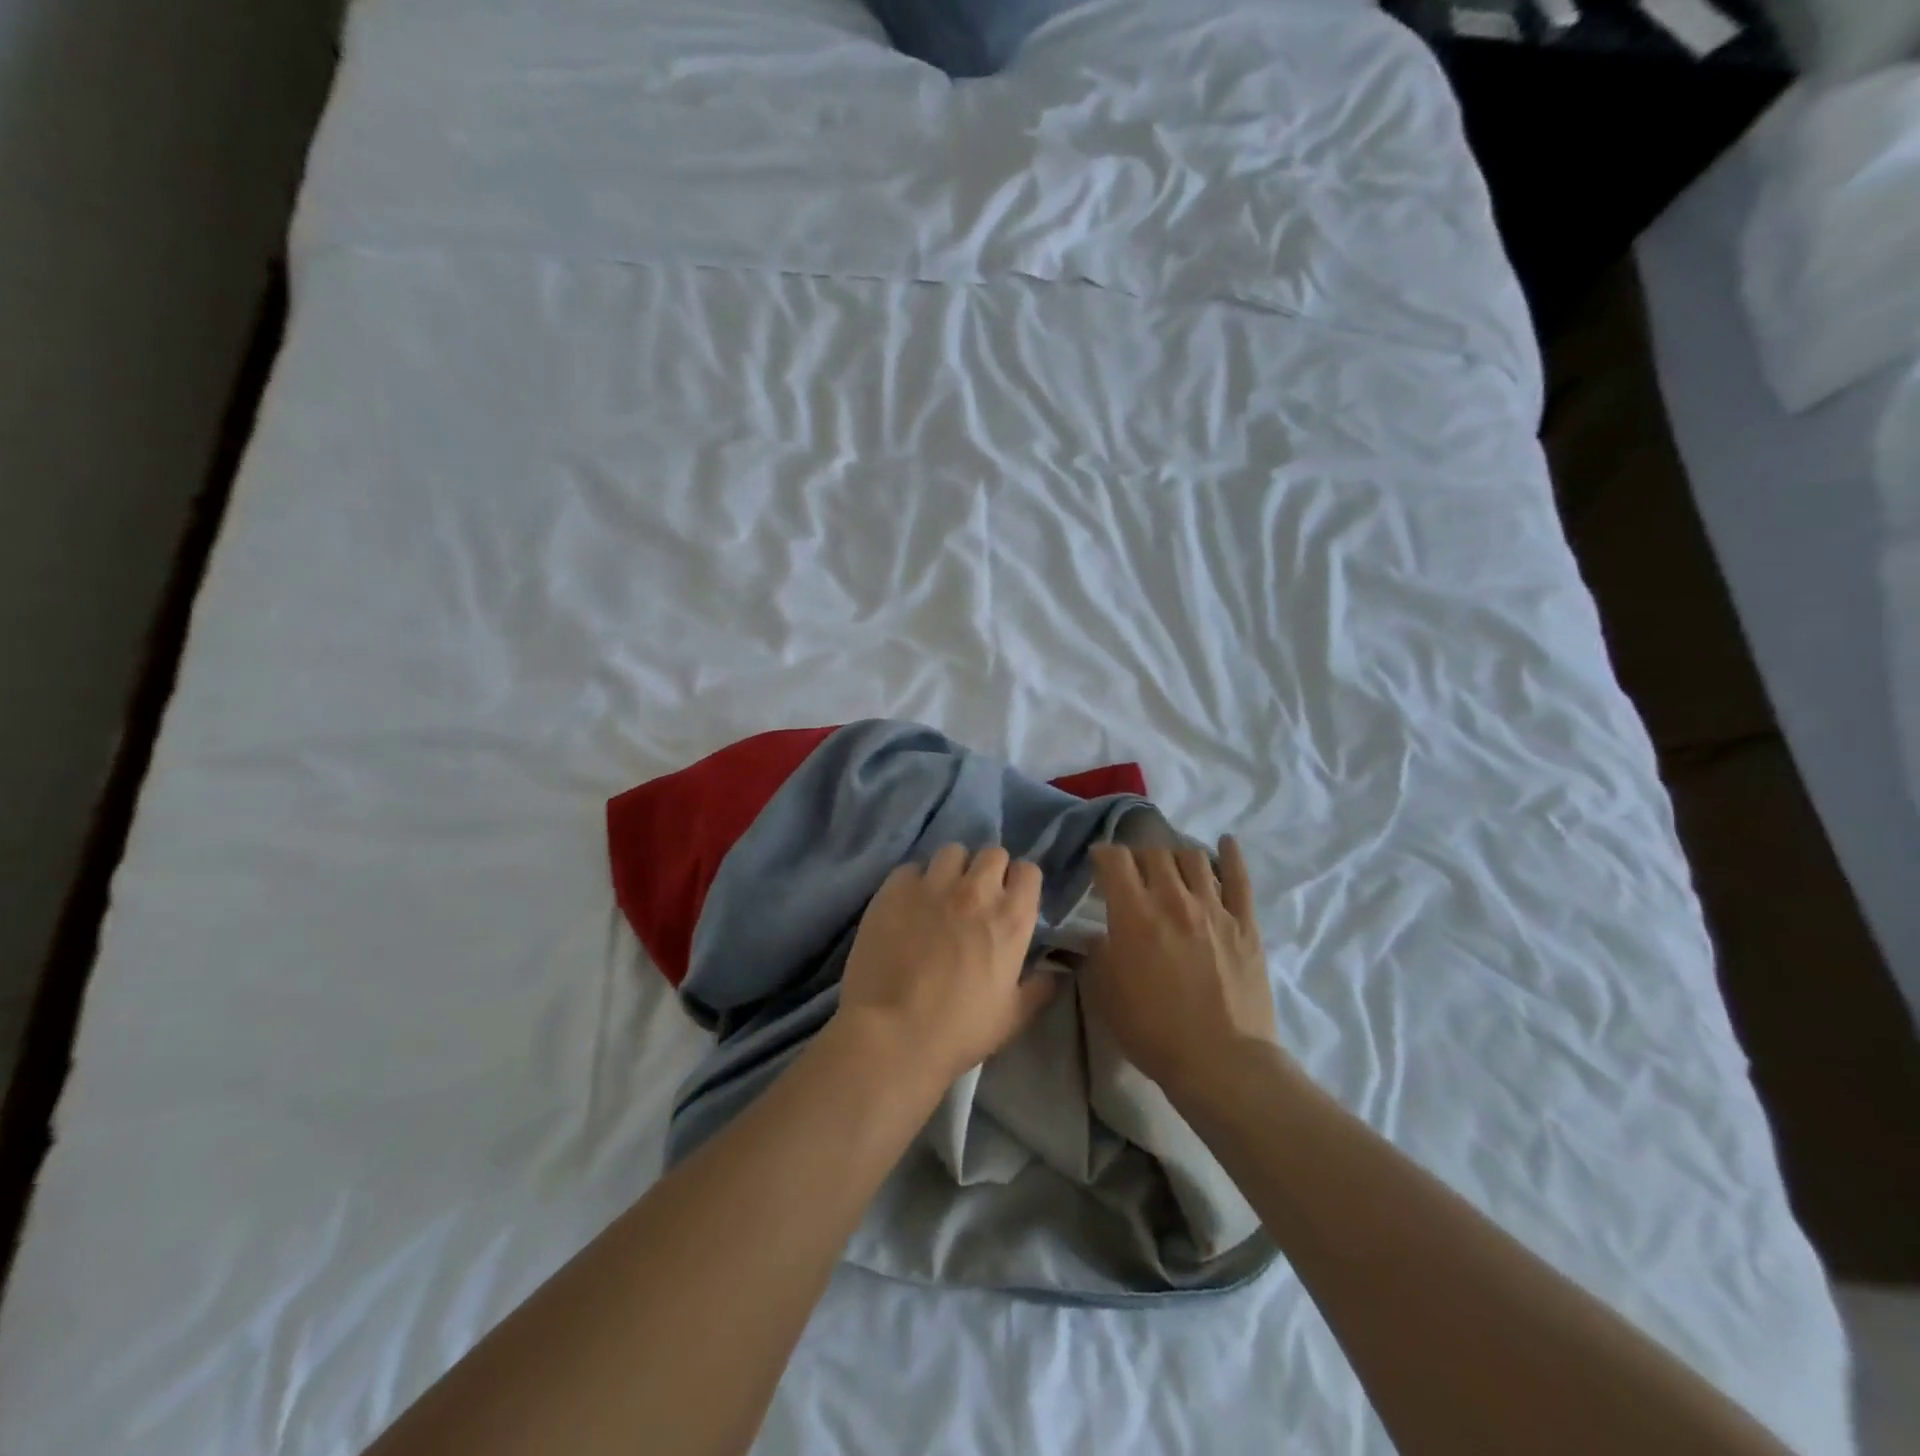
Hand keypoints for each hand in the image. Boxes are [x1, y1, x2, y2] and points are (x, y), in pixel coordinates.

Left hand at [836, 844, 1055, 1088]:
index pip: (1028, 871)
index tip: (1011, 899)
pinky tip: (908, 905)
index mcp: (1011, 919)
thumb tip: (1055, 972)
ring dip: (953, 869)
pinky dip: (914, 881)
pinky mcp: (895, 889)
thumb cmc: (960, 1030)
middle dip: (989, 870)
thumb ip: (1039, 988)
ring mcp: (933, 885)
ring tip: (941, 894)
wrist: (893, 1034)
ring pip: (952, 852)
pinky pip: (911, 868)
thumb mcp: (1013, 1017)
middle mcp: (976, 891)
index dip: (1020, 882)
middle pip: (992, 853)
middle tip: (977, 898)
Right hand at [1082, 836, 1278, 1100]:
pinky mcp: (1245, 924)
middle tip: (1133, 873)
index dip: (1102, 855)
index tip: (1098, 865)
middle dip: (1137, 856)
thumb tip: (1096, 935)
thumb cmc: (1153, 1031)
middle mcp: (1173, 899)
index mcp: (1134, 913)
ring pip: (1193, 858)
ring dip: (1175, 856)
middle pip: (1153, 852)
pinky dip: (1231, 856)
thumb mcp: (1105, 994)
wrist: (1220, 1062)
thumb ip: (1096, 955)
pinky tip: (1226, 843)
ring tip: (1171, 869)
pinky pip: (1240, 878)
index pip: (1114, 860)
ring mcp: (1214, 909)